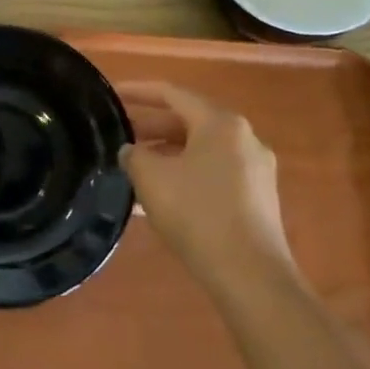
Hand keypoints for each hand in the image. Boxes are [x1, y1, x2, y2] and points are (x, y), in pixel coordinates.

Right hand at [117, 80, 295, 290]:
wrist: (251, 277)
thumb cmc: (198, 214)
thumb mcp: (151, 178)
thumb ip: (133, 155)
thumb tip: (131, 152)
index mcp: (221, 123)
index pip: (172, 93)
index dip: (138, 91)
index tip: (111, 95)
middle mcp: (244, 138)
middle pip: (189, 120)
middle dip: (152, 125)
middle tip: (119, 132)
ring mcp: (256, 170)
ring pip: (201, 149)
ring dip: (167, 151)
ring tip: (135, 164)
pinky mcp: (258, 199)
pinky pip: (214, 172)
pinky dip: (186, 172)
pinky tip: (163, 193)